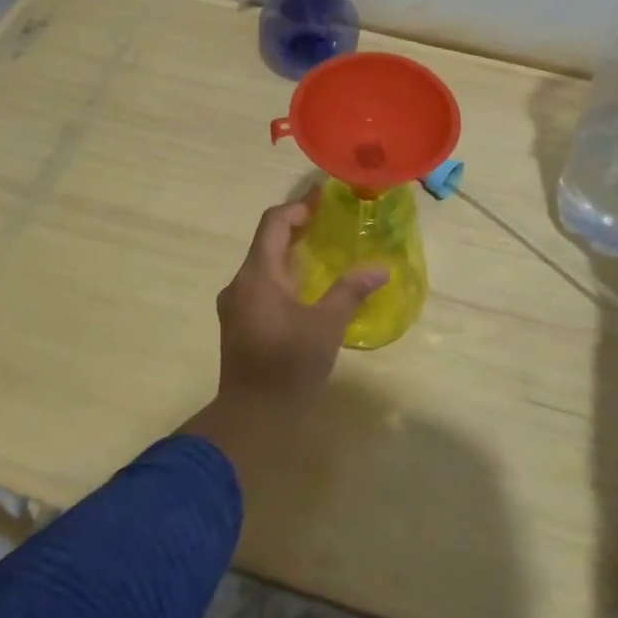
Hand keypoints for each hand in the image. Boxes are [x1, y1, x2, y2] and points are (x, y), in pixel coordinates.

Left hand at [181, 197, 387, 483]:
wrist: (251, 419)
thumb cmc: (288, 366)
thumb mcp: (326, 327)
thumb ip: (350, 291)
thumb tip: (380, 267)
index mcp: (257, 275)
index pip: (273, 224)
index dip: (297, 207)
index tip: (323, 199)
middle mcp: (240, 284)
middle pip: (267, 242)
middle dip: (297, 228)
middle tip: (329, 222)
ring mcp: (236, 306)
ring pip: (263, 267)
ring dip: (290, 254)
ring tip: (323, 252)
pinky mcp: (239, 325)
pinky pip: (261, 287)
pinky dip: (284, 277)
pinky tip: (307, 290)